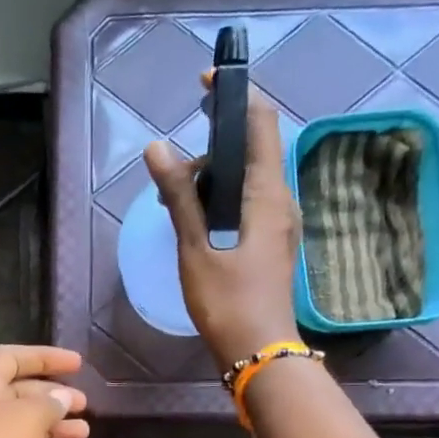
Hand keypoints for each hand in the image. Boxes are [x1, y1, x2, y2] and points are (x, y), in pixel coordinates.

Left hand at [0, 345, 89, 437]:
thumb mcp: (26, 417)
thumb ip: (49, 404)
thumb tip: (61, 398)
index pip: (10, 358)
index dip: (43, 357)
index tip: (77, 363)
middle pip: (18, 395)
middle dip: (52, 396)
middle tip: (84, 403)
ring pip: (23, 431)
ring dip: (54, 429)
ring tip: (85, 432)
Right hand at [143, 82, 300, 368]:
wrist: (258, 351)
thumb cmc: (228, 301)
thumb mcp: (195, 249)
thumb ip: (179, 197)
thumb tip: (157, 149)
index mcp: (267, 194)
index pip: (261, 123)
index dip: (236, 96)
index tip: (204, 86)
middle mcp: (281, 200)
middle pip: (252, 150)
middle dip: (213, 146)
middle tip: (172, 171)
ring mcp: (279, 223)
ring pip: (248, 180)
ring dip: (213, 178)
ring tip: (176, 200)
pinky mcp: (271, 243)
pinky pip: (248, 204)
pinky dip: (221, 200)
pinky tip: (195, 221)